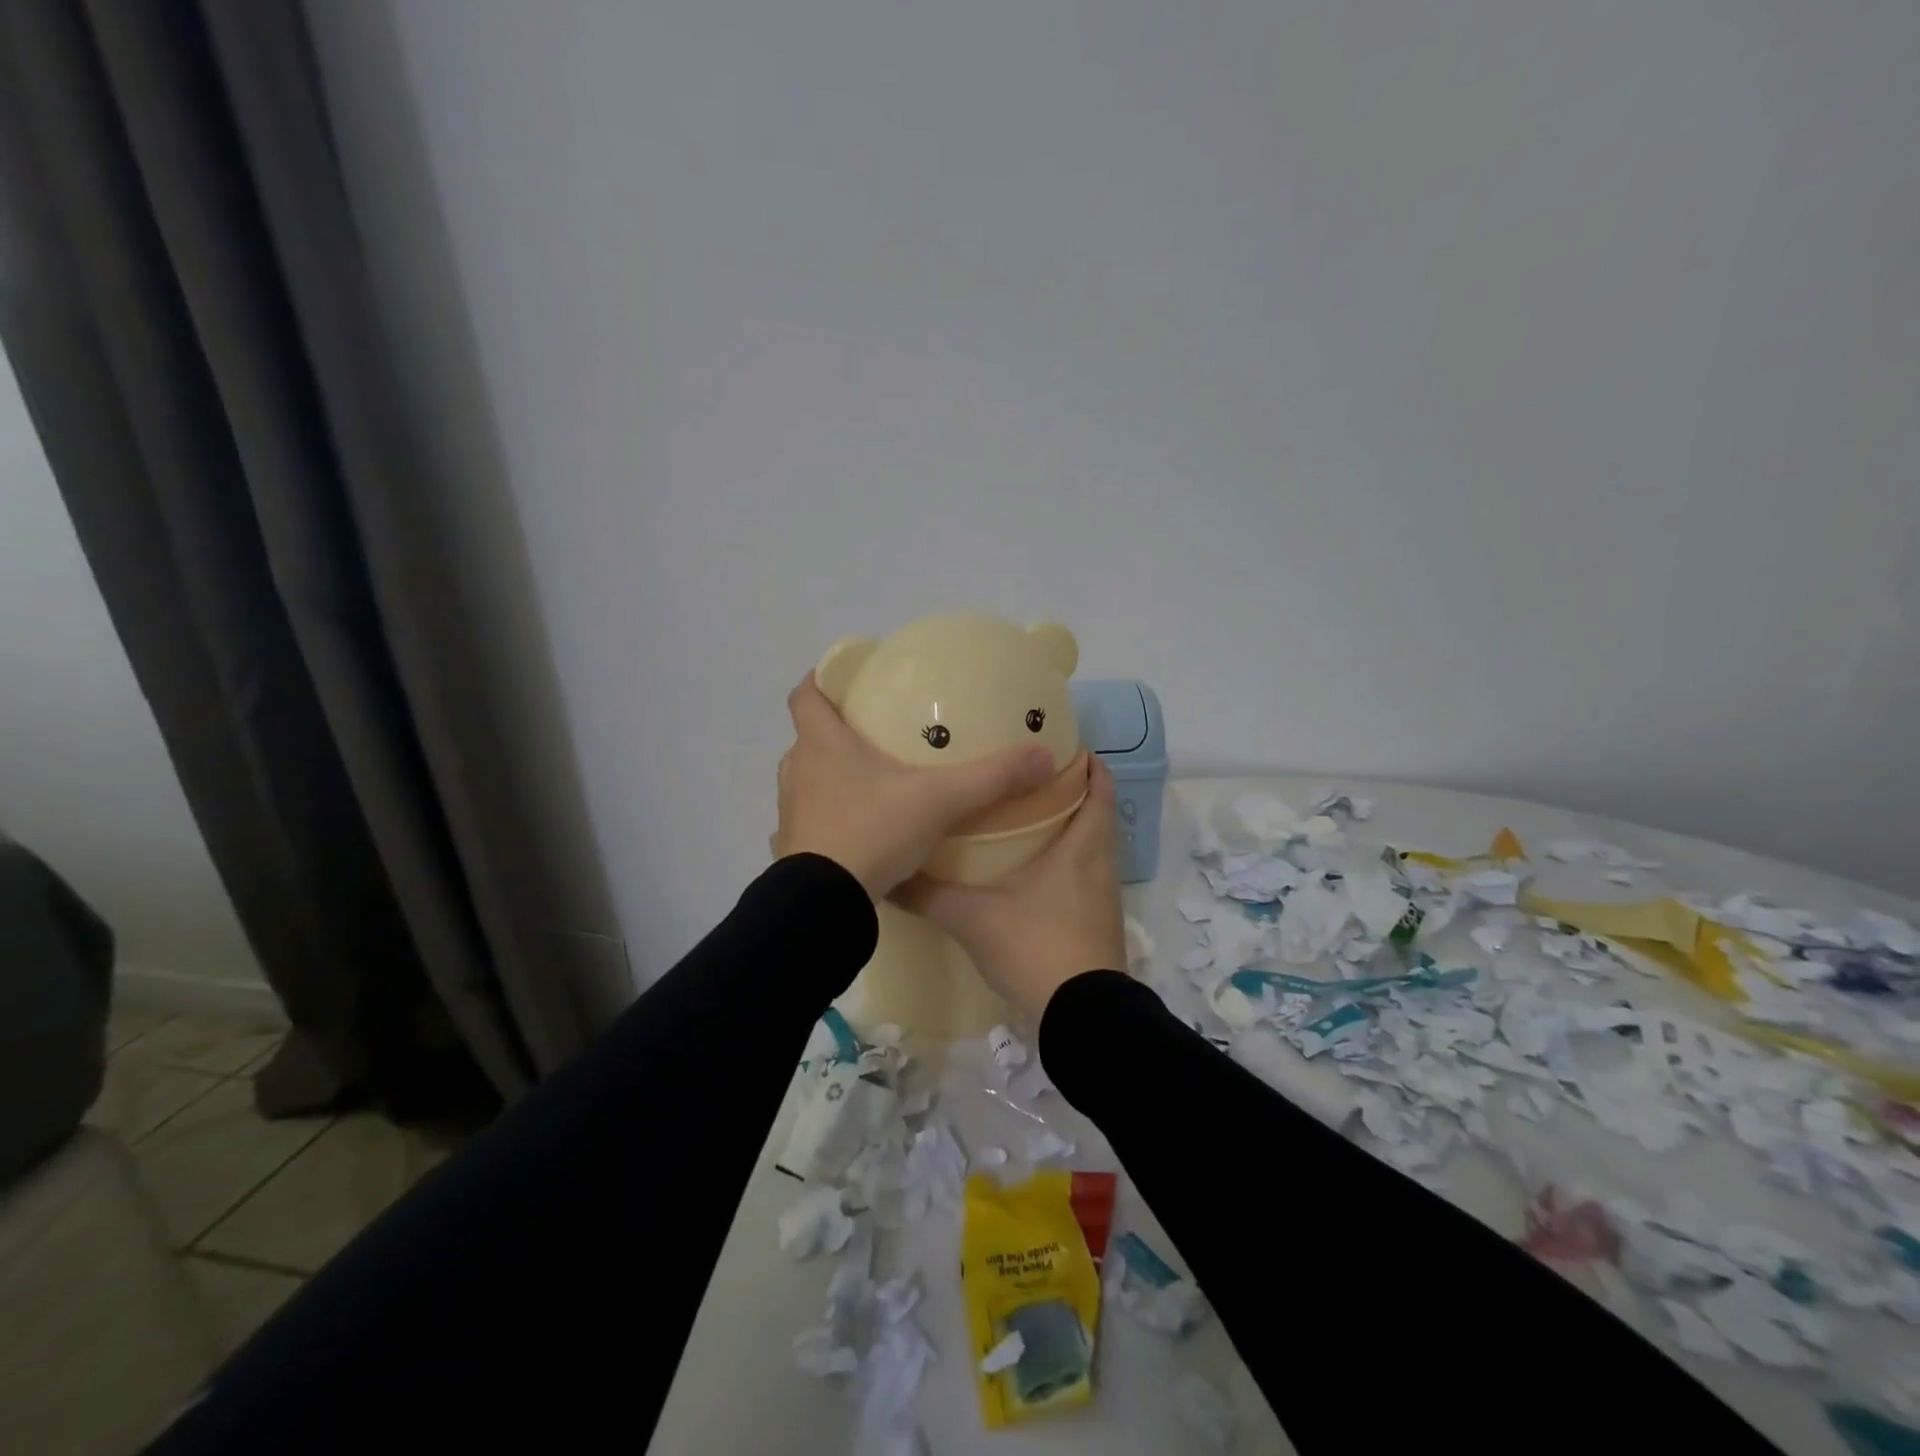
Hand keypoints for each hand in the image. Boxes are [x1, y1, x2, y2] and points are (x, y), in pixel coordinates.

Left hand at [772, 673, 1056, 899]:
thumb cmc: (873, 832)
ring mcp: (790, 811)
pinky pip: (810, 816)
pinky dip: (830, 812)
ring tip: (871, 778)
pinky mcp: (792, 846)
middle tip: (875, 729)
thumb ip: (991, 778)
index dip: (821, 678)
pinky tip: (861, 826)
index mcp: (822, 745)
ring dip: (830, 773)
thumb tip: (1043, 757)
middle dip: (836, 729)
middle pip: (809, 736)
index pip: (806, 695)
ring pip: (807, 777)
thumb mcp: (939, 801)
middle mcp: (798, 771)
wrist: (825, 903)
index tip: (843, 675)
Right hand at [895, 756, 1126, 1022]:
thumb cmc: (1036, 946)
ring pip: (1092, 847)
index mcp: (1083, 847)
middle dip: (1071, 791)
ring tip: (1026, 816)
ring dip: (1070, 828)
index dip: (1088, 763)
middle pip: (1097, 814)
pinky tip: (1032, 872)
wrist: (1081, 1015)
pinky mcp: (1098, 923)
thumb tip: (888, 875)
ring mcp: (1103, 897)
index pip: (1100, 788)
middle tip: (1029, 777)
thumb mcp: (974, 917)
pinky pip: (1086, 876)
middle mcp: (1101, 865)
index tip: (1061, 744)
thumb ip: (930, 894)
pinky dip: (1067, 861)